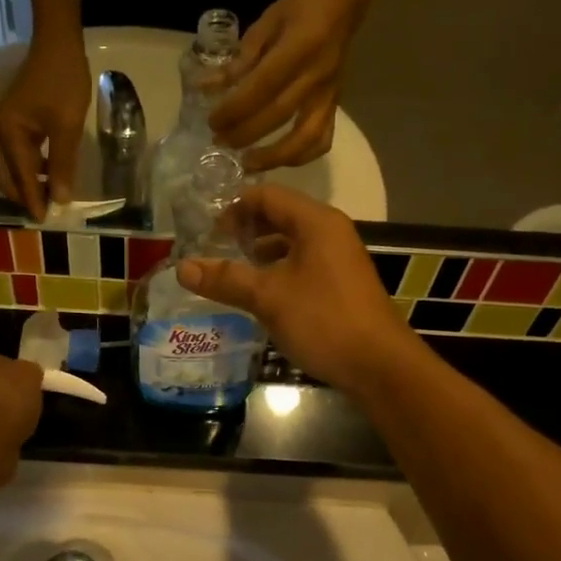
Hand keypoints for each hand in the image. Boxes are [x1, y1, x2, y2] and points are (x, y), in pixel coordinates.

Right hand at [0, 38, 91, 219]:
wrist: (58, 42)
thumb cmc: (63, 81)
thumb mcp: (67, 127)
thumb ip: (62, 165)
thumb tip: (60, 200)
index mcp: (7, 134)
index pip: (20, 178)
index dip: (34, 201)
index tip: (46, 221)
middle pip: (6, 178)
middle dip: (25, 197)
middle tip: (49, 212)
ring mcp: (5, 127)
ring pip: (11, 168)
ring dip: (28, 184)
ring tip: (52, 197)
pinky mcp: (15, 123)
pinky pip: (18, 156)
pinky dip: (31, 170)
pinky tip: (51, 174)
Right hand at [177, 184, 418, 396]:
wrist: (379, 365)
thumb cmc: (324, 320)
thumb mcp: (268, 297)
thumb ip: (225, 279)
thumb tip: (182, 267)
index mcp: (316, 222)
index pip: (267, 196)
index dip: (233, 208)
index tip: (205, 231)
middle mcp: (329, 232)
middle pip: (279, 216)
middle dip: (244, 230)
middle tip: (212, 250)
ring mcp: (337, 258)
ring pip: (290, 243)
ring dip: (259, 253)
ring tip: (229, 272)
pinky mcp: (339, 284)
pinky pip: (301, 265)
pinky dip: (276, 271)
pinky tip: (258, 294)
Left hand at [207, 0, 360, 171]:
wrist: (343, 4)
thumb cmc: (299, 10)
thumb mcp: (265, 25)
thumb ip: (238, 60)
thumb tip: (206, 87)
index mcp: (298, 48)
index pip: (261, 87)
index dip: (235, 109)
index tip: (212, 122)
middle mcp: (315, 76)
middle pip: (278, 115)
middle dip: (245, 134)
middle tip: (219, 142)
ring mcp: (328, 94)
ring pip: (305, 137)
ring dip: (273, 156)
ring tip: (246, 163)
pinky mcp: (335, 106)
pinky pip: (322, 140)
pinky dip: (301, 157)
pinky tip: (278, 161)